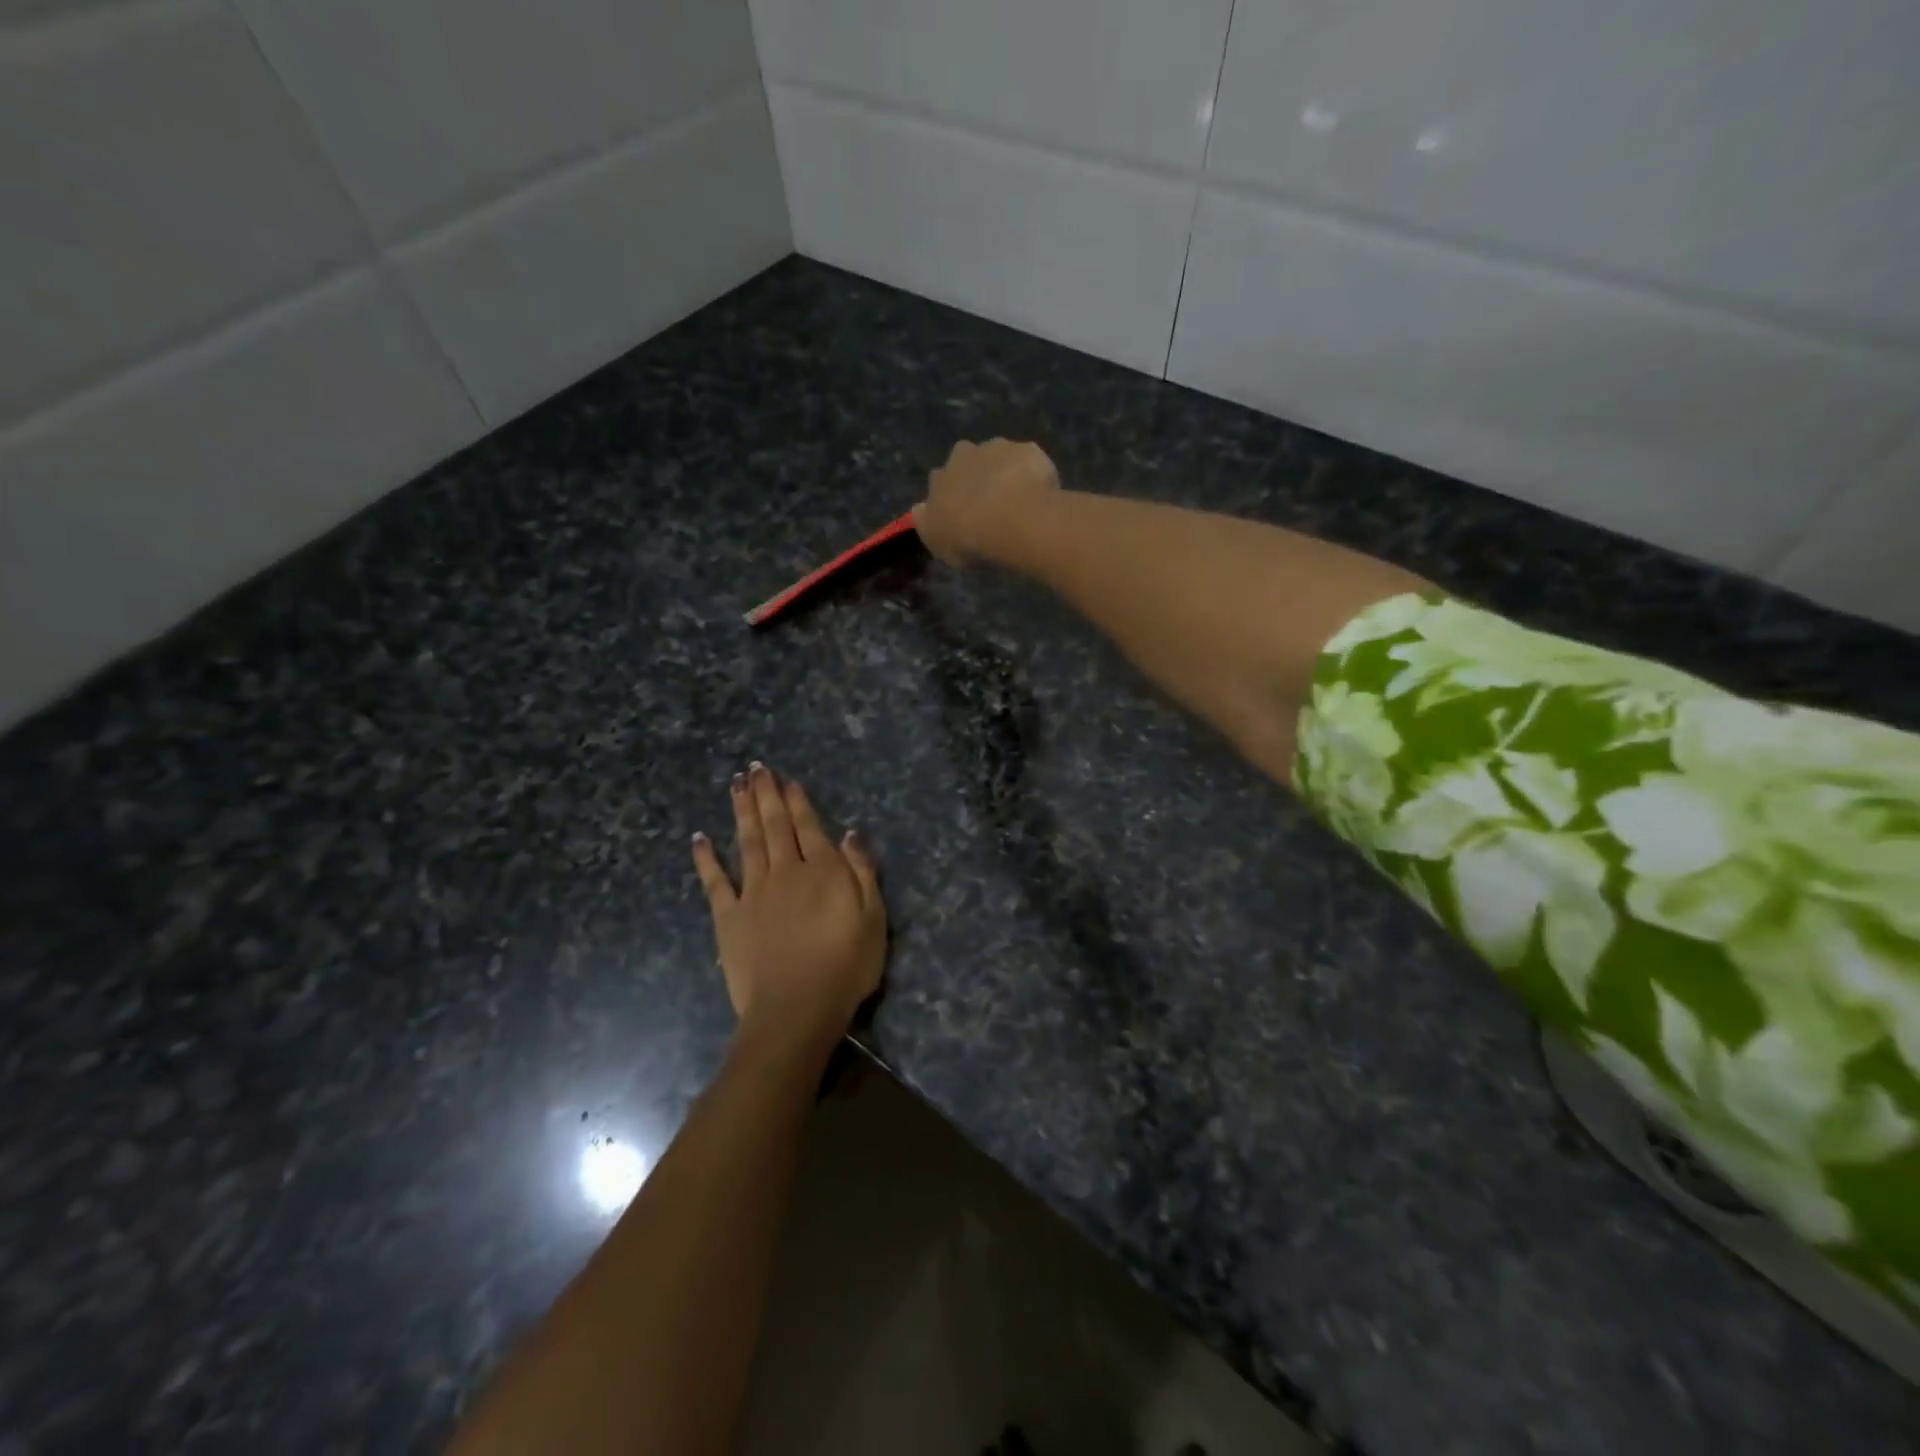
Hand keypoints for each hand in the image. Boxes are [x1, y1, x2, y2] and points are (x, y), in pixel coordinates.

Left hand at [691, 764, 885, 1051]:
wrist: (796, 1009)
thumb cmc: (845, 967)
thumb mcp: (873, 918)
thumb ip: (862, 872)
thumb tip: (849, 834)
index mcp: (822, 870)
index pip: (808, 826)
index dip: (796, 800)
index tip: (786, 778)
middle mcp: (785, 871)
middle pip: (774, 825)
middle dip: (766, 794)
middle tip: (755, 768)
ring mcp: (753, 892)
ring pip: (746, 841)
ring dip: (741, 811)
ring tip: (736, 784)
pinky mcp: (728, 917)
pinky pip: (715, 881)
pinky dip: (706, 858)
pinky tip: (698, 838)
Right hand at [912, 438, 1060, 566]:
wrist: (1012, 520)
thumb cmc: (969, 539)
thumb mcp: (938, 543)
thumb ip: (928, 524)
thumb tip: (920, 508)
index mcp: (939, 478)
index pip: (940, 481)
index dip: (953, 496)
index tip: (963, 513)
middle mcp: (964, 454)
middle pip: (968, 462)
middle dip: (978, 476)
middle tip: (992, 504)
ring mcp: (998, 448)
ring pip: (999, 457)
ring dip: (1005, 472)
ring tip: (1018, 500)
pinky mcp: (1028, 449)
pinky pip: (1029, 461)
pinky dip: (1032, 474)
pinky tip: (1039, 495)